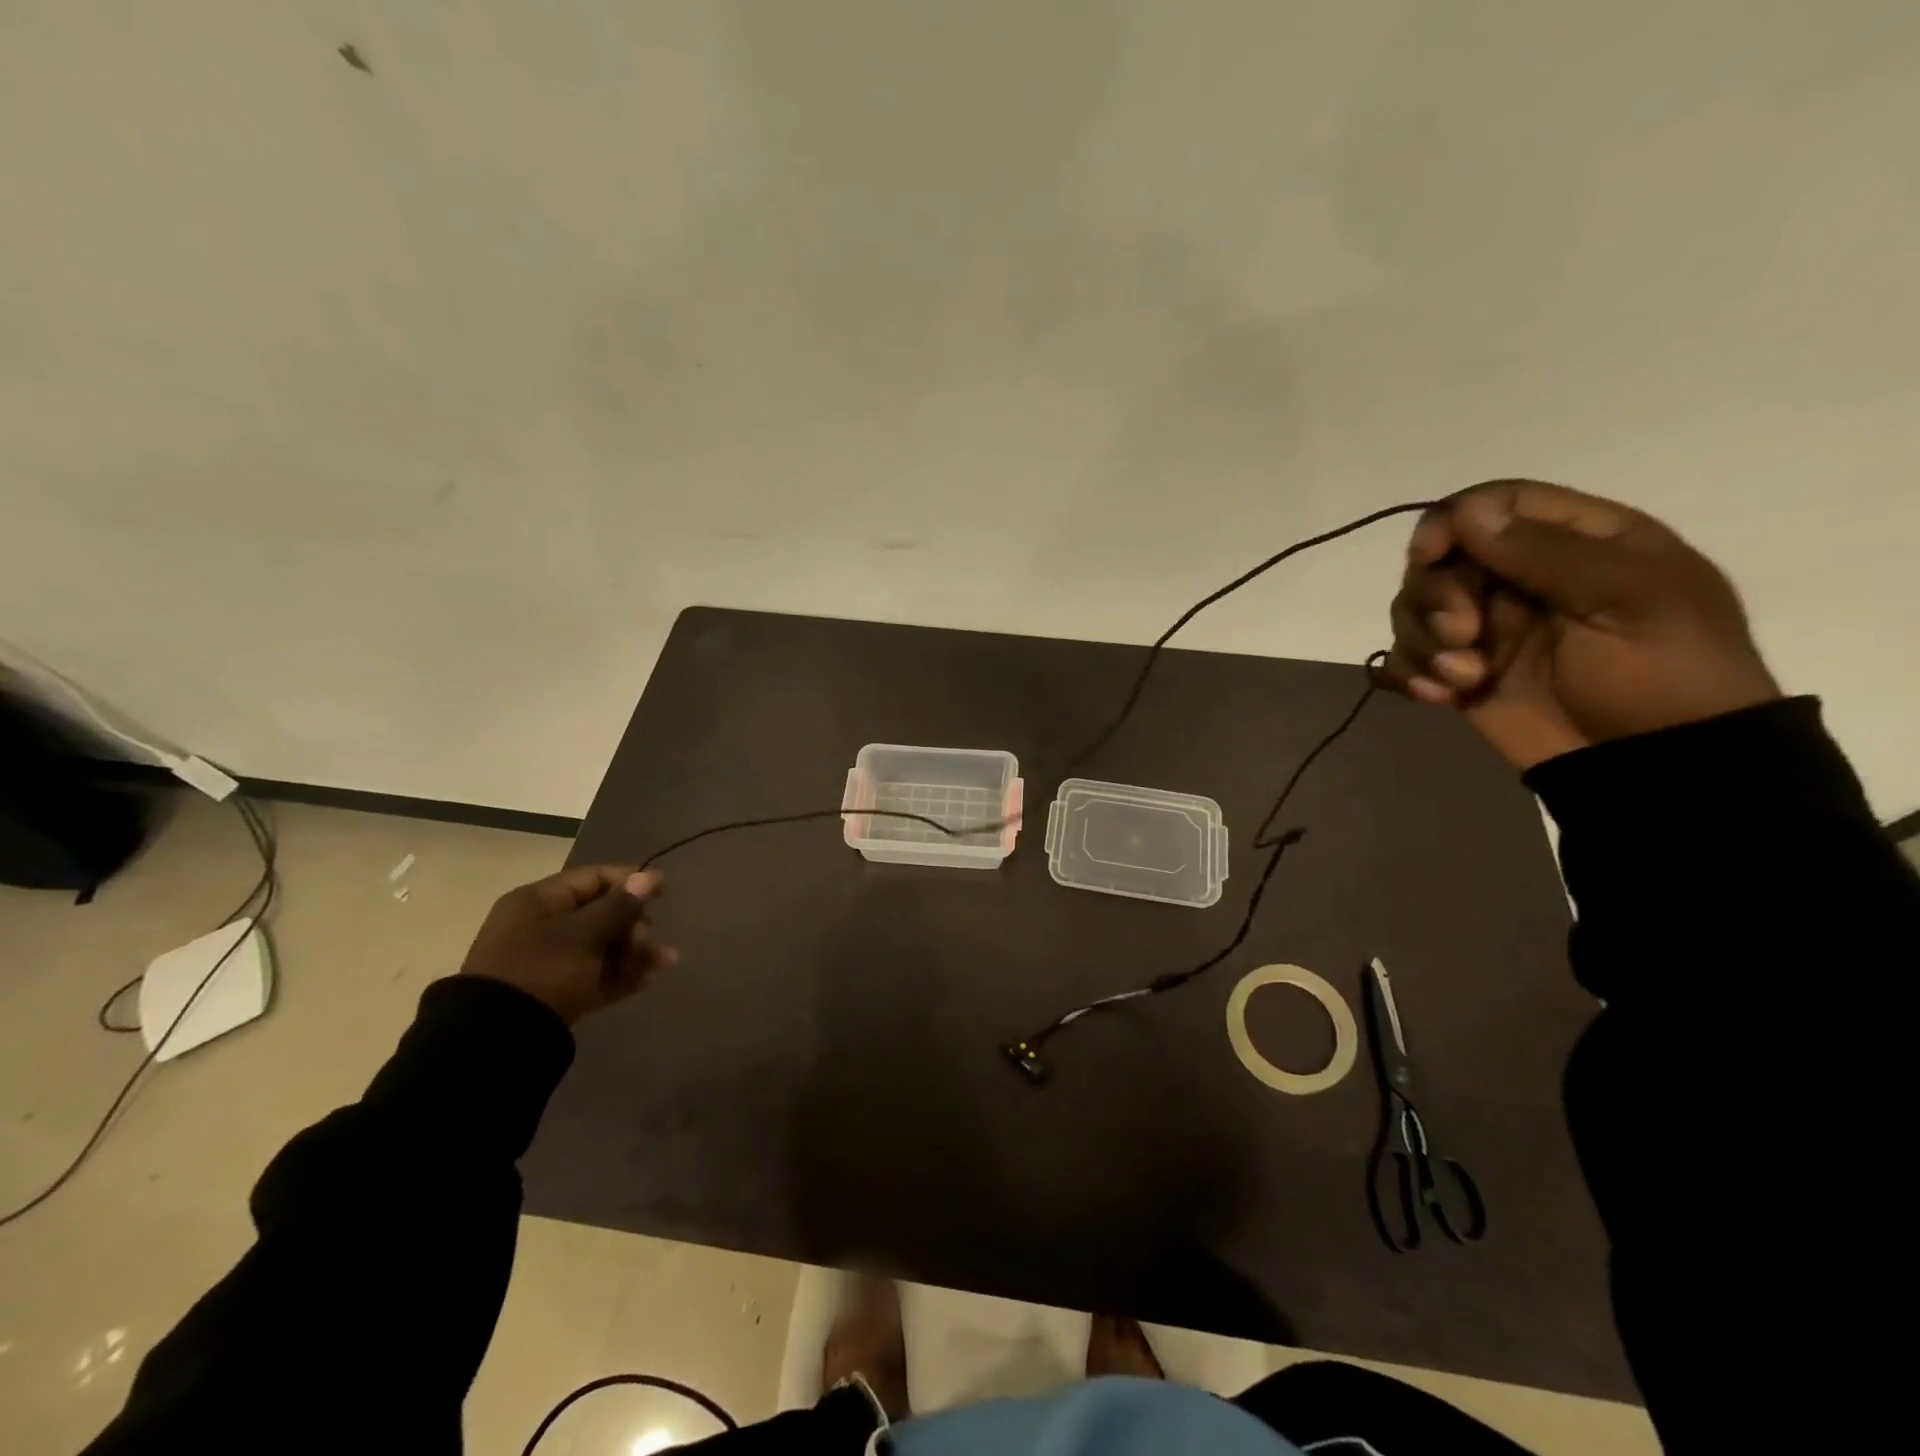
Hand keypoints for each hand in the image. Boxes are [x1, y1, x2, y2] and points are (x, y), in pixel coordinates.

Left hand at [459, 865, 676, 1025]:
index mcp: (539, 901)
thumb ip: (619, 906)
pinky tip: (650, 979)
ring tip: (667, 962)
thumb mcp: (585, 934)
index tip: (664, 890)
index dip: (630, 880)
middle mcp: (542, 925)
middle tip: (651, 940)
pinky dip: (621, 975)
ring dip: (636, 952)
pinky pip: (595, 975)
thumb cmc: (543, 969)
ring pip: (602, 947)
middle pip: (601, 914)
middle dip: (635, 925)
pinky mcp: (555, 992)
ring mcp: (548, 961)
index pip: (593, 878)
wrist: (498, 1038)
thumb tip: (646, 877)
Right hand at [1379, 479, 1779, 770]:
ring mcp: (1486, 629)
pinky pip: (1406, 660)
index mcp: (1575, 543)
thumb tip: (1464, 511)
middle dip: (1437, 597)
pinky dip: (1410, 674)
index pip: (1493, 505)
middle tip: (1463, 635)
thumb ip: (1548, 552)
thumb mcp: (1629, 598)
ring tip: (1461, 680)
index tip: (1429, 555)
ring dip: (1424, 642)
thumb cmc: (1663, 673)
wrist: (1656, 767)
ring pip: (1414, 610)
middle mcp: (1519, 578)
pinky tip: (1438, 697)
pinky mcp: (1460, 674)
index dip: (1450, 522)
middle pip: (1440, 560)